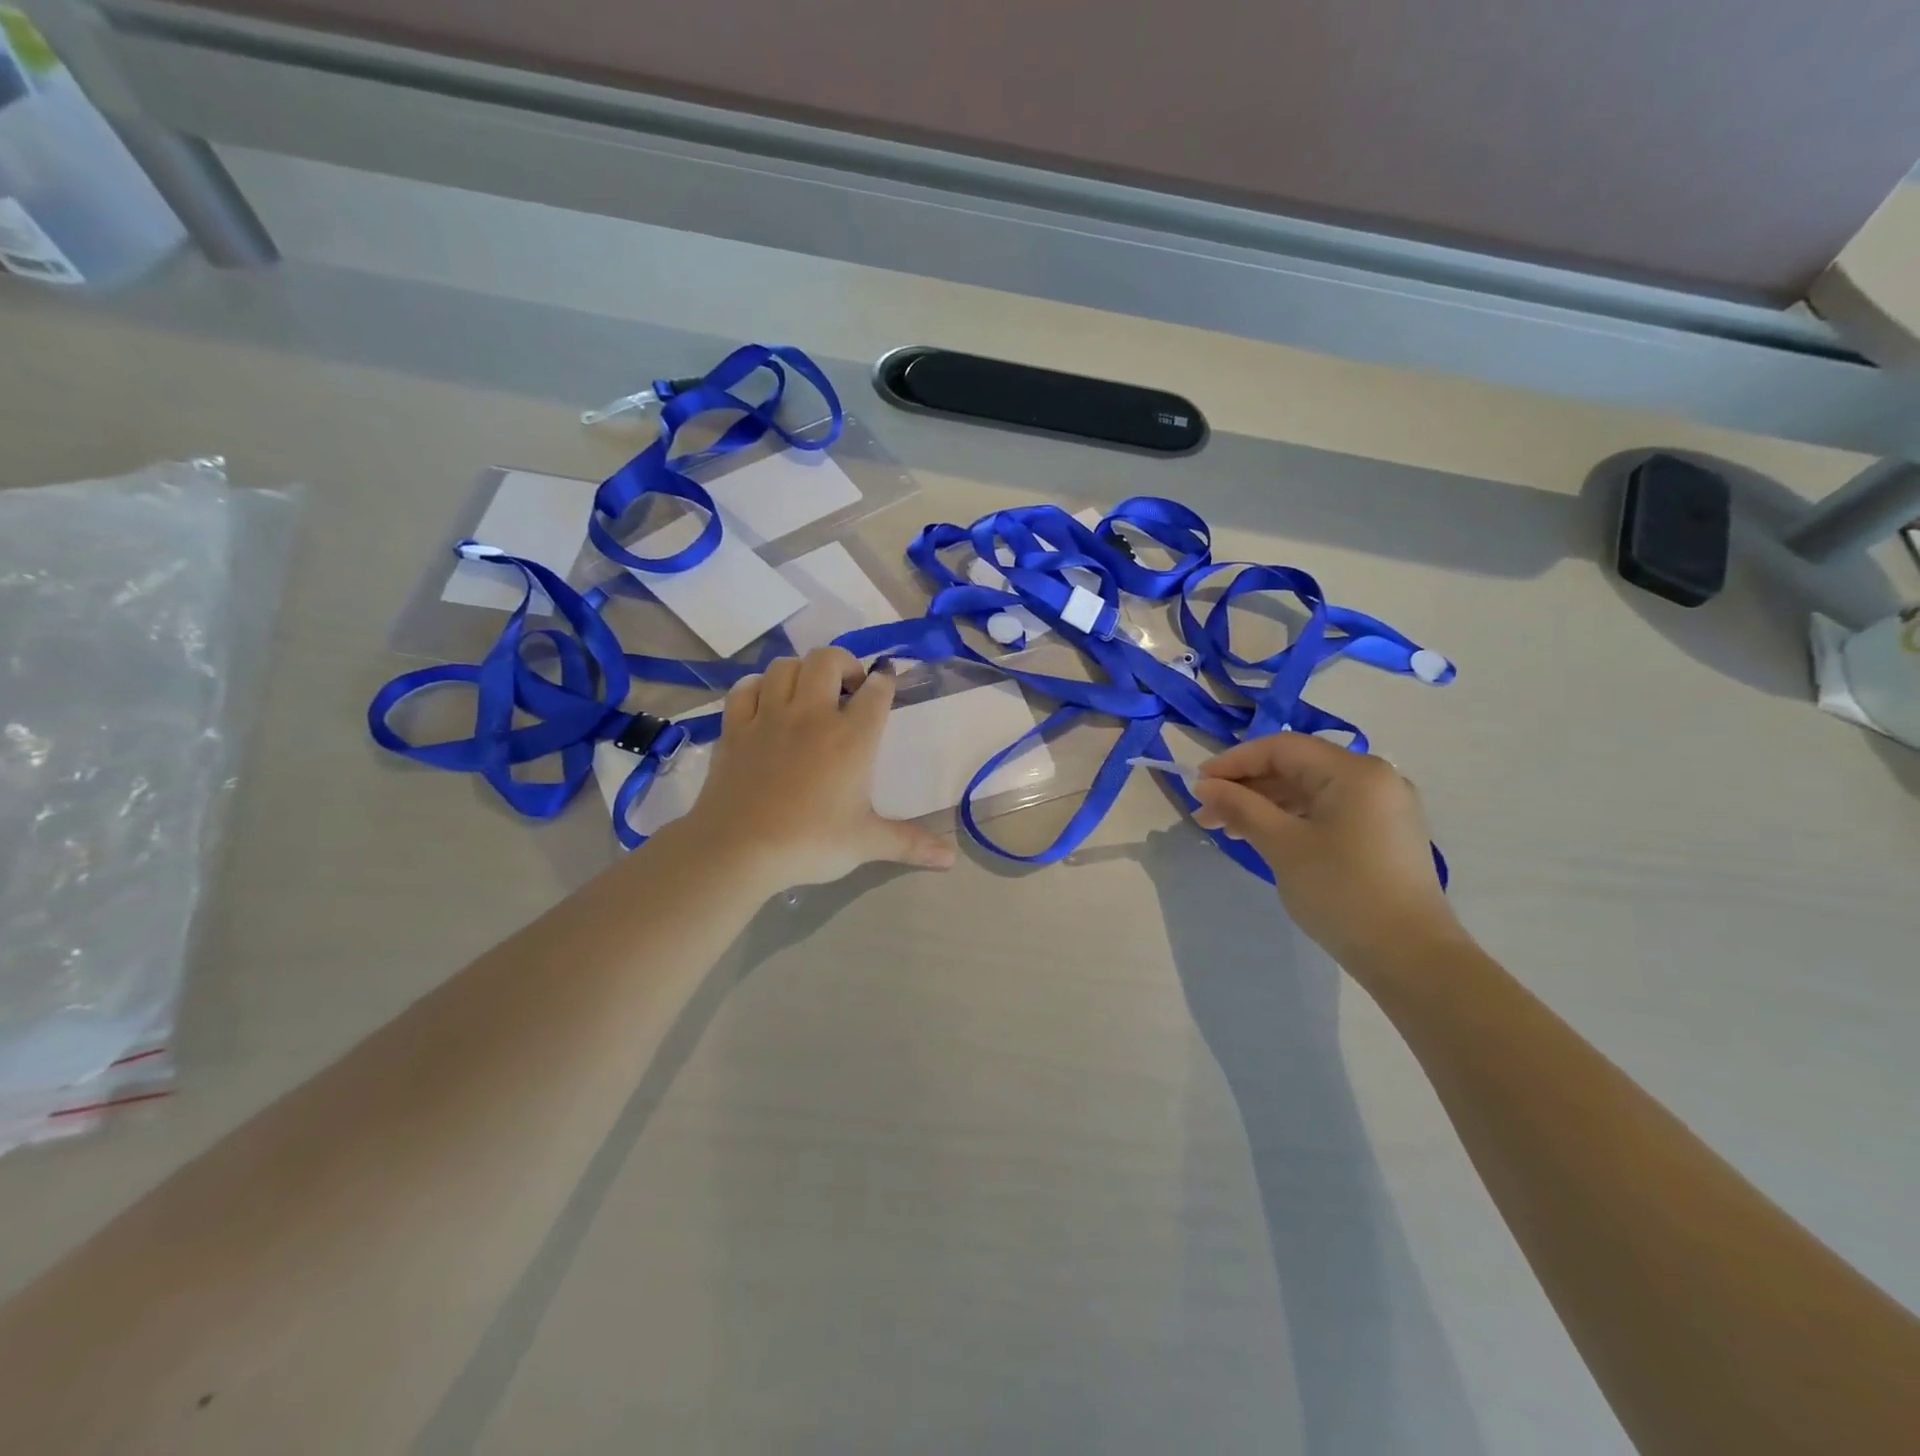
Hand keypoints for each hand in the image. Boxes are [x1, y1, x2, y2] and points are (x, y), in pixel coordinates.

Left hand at [680, 648, 956, 893]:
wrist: (739, 849)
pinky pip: (745, 688)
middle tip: (849, 688)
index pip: (876, 692)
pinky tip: (766, 701)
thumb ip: (910, 843)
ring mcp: (769, 717)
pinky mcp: (735, 728)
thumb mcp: (867, 843)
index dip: (884, 680)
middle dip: (843, 663)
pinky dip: (759, 686)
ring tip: (808, 692)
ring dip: (801, 671)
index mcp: (851, 738)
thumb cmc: (811, 843)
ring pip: (784, 666)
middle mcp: (812, 715)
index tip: (886, 680)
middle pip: (827, 661)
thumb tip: (951, 859)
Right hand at [1188, 733, 1462, 968]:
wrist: (1410, 957)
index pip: (1281, 748)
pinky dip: (1291, 818)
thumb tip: (1203, 786)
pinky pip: (1327, 810)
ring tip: (1227, 828)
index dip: (1234, 761)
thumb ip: (1241, 807)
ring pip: (1309, 789)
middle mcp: (1374, 778)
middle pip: (1296, 766)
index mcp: (1354, 771)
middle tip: (1207, 813)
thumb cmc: (1342, 892)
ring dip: (1265, 803)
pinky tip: (1263, 836)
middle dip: (1247, 786)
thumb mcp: (1283, 845)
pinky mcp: (1383, 832)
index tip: (1198, 785)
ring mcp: (1382, 805)